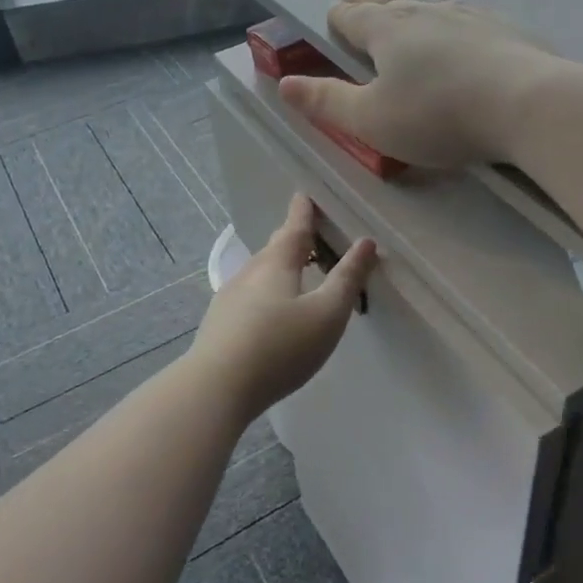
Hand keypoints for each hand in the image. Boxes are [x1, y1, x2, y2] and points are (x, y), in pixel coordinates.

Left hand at [188, 195, 377, 421]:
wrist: (216, 387)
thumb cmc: (280, 346)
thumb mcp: (327, 314)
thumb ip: (348, 279)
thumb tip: (366, 242)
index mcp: (276, 264)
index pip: (294, 228)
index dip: (303, 212)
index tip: (304, 195)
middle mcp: (249, 273)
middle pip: (274, 249)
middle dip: (291, 239)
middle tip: (306, 233)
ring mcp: (229, 298)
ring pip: (259, 273)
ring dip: (277, 267)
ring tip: (293, 272)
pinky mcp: (219, 324)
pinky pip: (248, 296)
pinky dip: (264, 292)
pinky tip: (268, 311)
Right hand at [277, 0, 561, 167]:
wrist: (529, 105)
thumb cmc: (438, 115)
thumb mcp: (371, 120)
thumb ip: (326, 101)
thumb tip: (284, 83)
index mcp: (386, 28)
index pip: (349, 14)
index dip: (335, 22)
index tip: (332, 32)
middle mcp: (424, 10)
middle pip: (386, 1)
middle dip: (368, 9)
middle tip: (359, 14)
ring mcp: (468, 14)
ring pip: (427, 5)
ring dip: (410, 13)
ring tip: (406, 22)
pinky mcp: (504, 28)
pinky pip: (463, 19)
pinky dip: (449, 26)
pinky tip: (460, 39)